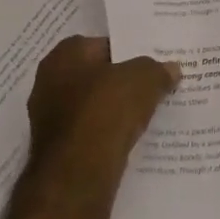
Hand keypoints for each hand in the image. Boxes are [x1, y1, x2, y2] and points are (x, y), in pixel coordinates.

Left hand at [27, 34, 178, 180]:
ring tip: (146, 111)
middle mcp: (48, 84)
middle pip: (95, 76)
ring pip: (92, 106)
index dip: (127, 50)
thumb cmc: (107, 109)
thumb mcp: (145, 78)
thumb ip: (158, 69)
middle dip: (120, 80)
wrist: (78, 174)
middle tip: (151, 83)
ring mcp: (49, 120)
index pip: (100, 44)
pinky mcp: (56, 150)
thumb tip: (171, 69)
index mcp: (63, 56)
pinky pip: (89, 132)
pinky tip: (130, 136)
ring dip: (114, 109)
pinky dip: (107, 133)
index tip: (149, 60)